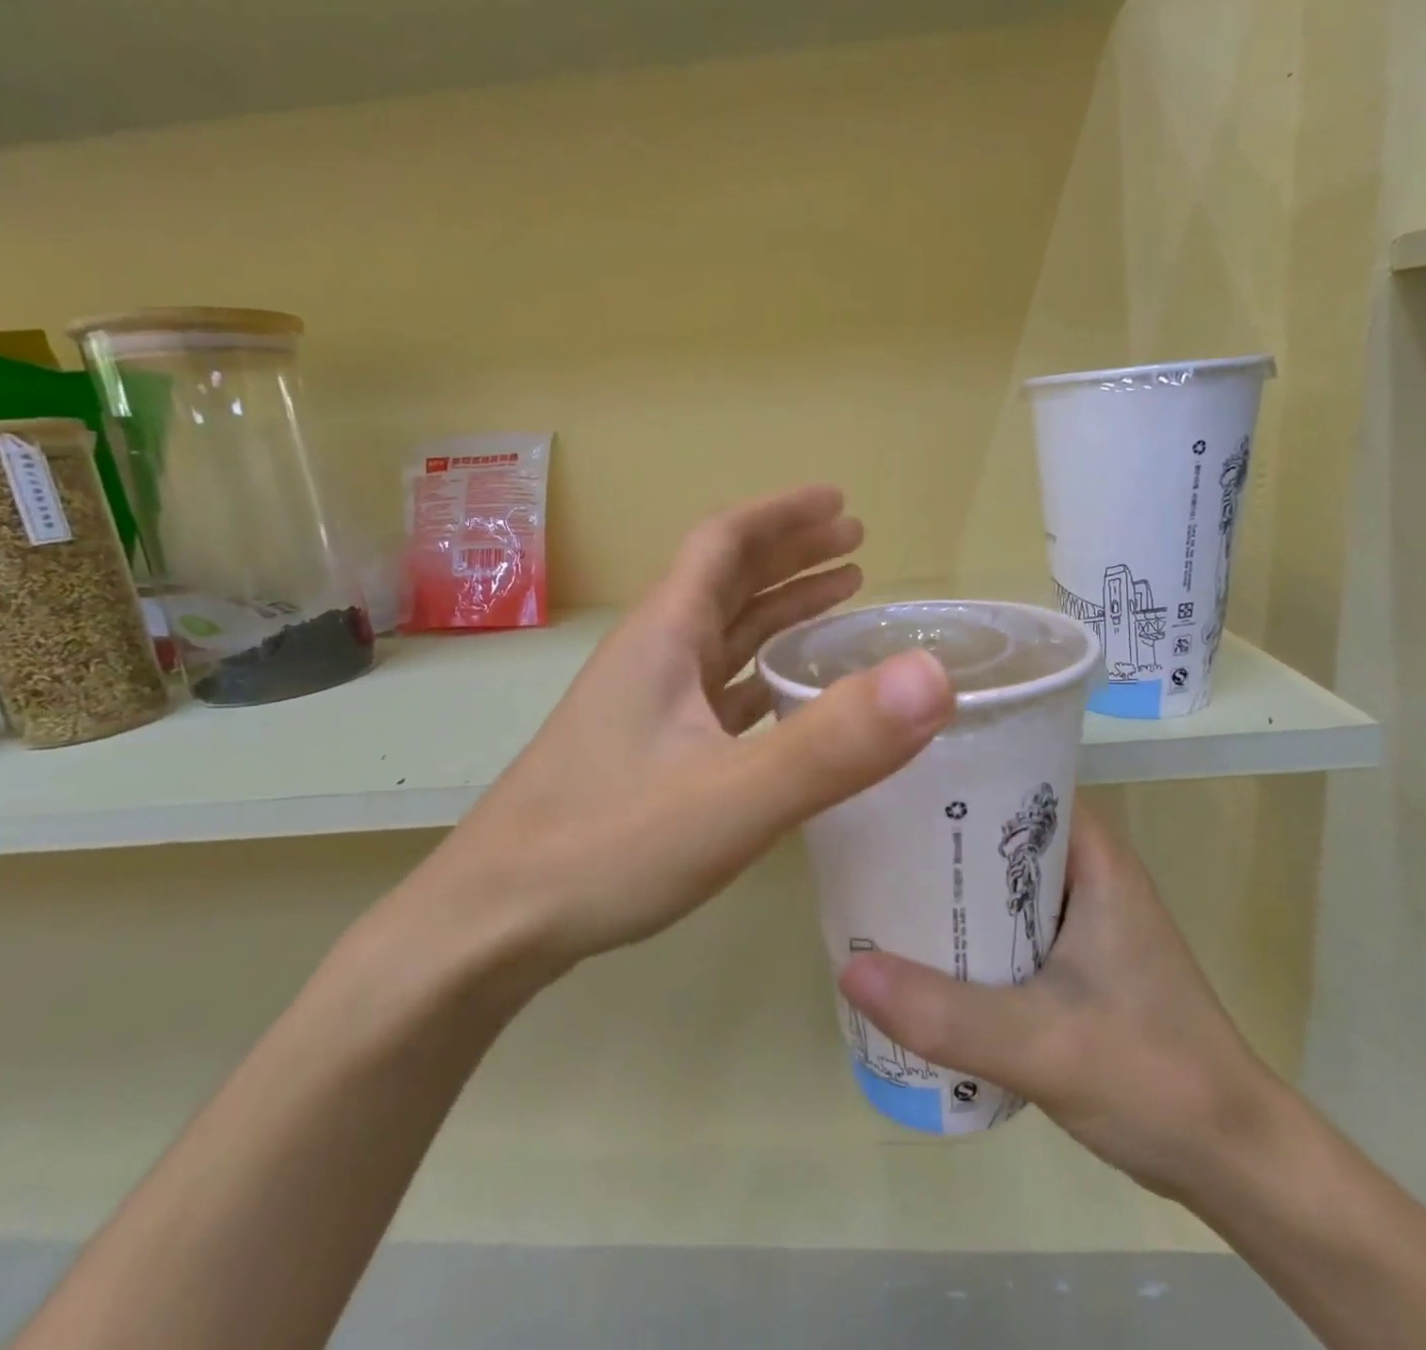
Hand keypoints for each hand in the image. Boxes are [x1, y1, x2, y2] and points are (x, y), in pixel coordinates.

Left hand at [405, 485, 956, 989]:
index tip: (839, 502)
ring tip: (839, 598)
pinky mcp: (646, 752)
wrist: (493, 923)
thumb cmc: (605, 846)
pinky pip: (716, 689)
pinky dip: (761, 672)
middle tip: (856, 543)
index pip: (724, 543)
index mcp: (665, 638)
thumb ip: (833, 743)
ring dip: (778, 609)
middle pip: (724, 580)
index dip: (782, 515)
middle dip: (790, 553)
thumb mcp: (731, 797)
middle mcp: (652, 658)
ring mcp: (645, 707)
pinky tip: (788, 693)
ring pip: (721, 635)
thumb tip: (933, 677)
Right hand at [838, 804, 1280, 1201]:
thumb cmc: (1154, 1077)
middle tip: (867, 836)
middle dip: (937, 835)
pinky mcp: (1074, 960)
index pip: (1016, 782)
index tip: (889, 780)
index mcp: (1094, 858)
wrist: (1233, 1162)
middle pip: (999, 830)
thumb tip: (849, 969)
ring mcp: (1081, 918)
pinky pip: (1006, 923)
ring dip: (949, 887)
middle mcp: (1087, 873)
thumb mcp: (1041, 1043)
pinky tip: (918, 948)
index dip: (955, 776)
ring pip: (999, 880)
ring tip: (878, 883)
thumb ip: (945, 1012)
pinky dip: (967, 928)